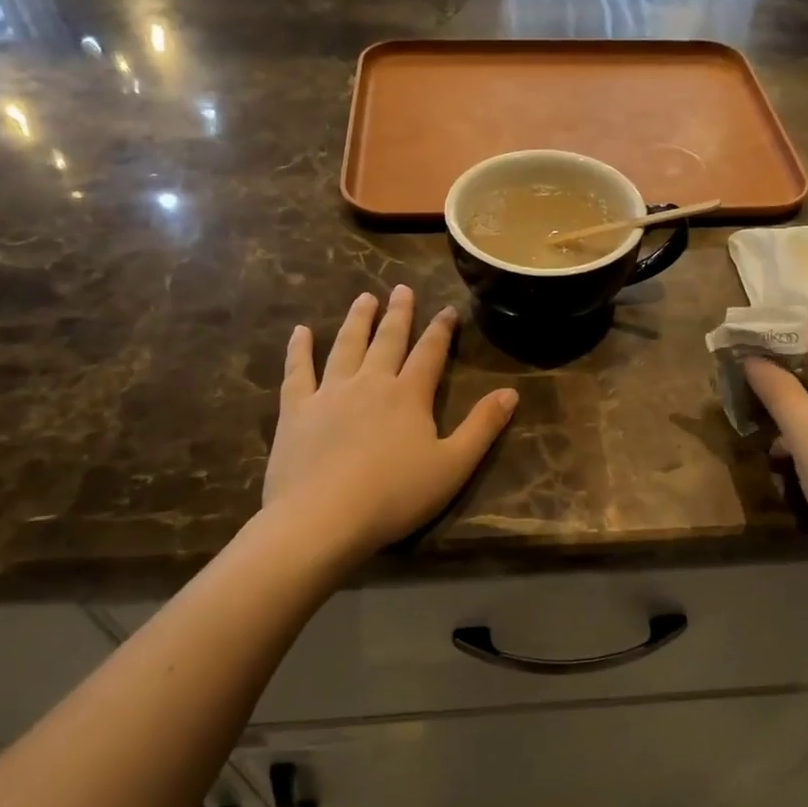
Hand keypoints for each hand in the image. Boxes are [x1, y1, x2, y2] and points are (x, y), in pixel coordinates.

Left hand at [264, 286, 517, 559]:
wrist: (323, 518)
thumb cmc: (395, 495)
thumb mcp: (453, 465)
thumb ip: (482, 427)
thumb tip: (511, 392)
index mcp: (409, 395)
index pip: (430, 353)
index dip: (441, 330)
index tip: (448, 309)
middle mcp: (370, 382)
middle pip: (388, 340)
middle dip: (398, 313)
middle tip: (402, 288)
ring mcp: (329, 393)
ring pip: (346, 346)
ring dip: (357, 320)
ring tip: (364, 298)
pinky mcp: (296, 410)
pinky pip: (298, 371)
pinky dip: (299, 350)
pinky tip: (301, 332)